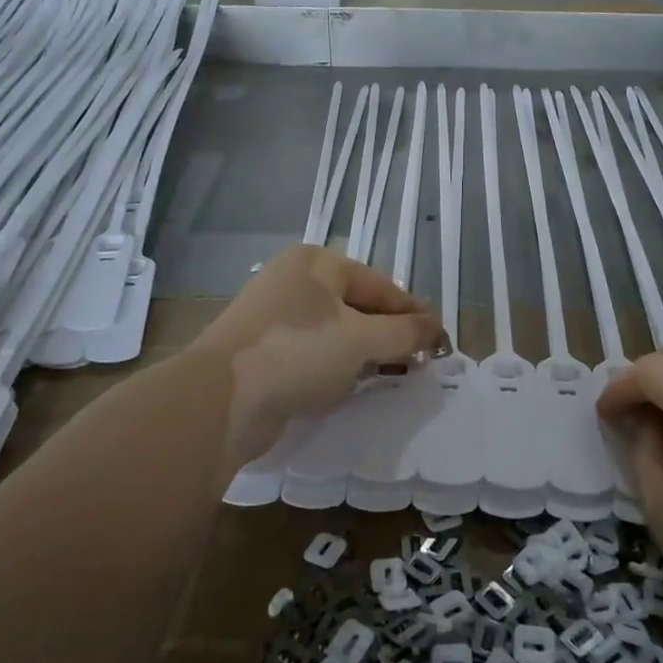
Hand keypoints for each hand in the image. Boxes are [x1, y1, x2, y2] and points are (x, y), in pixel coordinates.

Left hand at [194, 245, 443, 461]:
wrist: (222, 398)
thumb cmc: (298, 352)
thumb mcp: (361, 340)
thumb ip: (403, 333)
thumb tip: (436, 329)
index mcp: (317, 263)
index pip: (381, 285)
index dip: (414, 313)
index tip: (441, 340)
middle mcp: (294, 280)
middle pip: (358, 305)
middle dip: (390, 334)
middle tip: (420, 361)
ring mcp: (274, 315)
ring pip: (336, 330)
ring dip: (365, 352)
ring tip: (393, 375)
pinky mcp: (264, 349)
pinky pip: (314, 352)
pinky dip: (337, 365)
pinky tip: (352, 385)